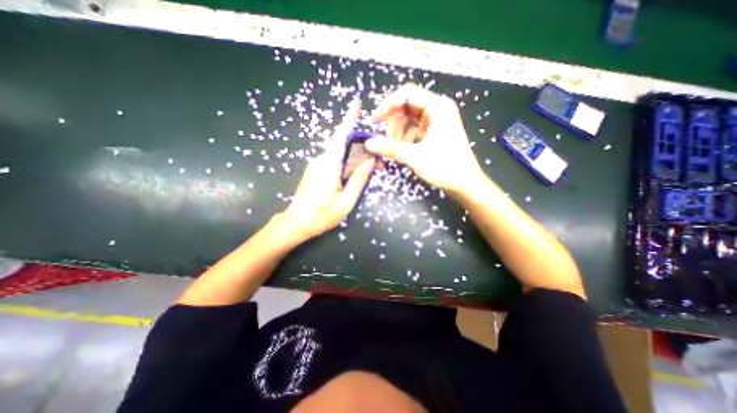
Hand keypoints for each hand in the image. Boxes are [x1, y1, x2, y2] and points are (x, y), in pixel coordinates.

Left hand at [281, 100, 376, 240]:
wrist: (296, 223)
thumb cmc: (321, 216)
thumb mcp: (346, 202)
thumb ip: (358, 181)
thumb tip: (371, 162)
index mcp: (329, 167)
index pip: (341, 137)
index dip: (349, 120)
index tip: (357, 104)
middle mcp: (321, 160)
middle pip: (343, 144)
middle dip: (361, 145)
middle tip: (377, 158)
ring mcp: (317, 164)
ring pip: (340, 152)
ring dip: (356, 155)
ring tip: (371, 165)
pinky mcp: (317, 170)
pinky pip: (335, 160)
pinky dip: (348, 161)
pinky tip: (356, 170)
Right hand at [364, 84, 487, 196]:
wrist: (465, 184)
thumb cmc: (445, 168)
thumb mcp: (415, 157)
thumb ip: (390, 148)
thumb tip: (368, 143)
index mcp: (438, 107)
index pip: (407, 94)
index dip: (388, 104)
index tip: (375, 120)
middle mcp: (438, 109)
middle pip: (407, 106)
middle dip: (394, 122)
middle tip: (386, 139)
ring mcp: (437, 121)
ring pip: (409, 118)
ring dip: (398, 131)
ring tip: (395, 147)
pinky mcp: (435, 132)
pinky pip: (415, 129)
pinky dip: (405, 137)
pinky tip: (403, 149)